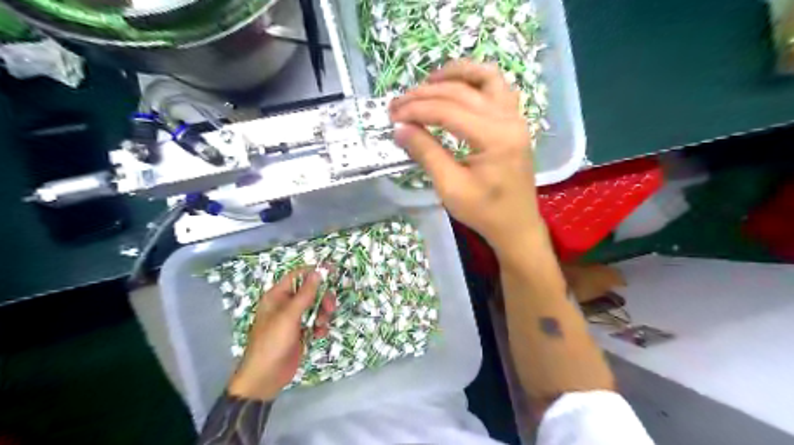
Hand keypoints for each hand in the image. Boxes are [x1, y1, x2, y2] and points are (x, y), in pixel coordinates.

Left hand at [226, 269, 334, 400]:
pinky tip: (318, 335)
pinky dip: (320, 327)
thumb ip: (305, 294)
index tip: (332, 271)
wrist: (266, 377)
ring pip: (316, 307)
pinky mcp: (301, 332)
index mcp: (278, 296)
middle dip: (322, 298)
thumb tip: (318, 272)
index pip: (298, 276)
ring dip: (322, 314)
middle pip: (311, 292)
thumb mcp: (289, 316)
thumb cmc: (273, 342)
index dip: (314, 272)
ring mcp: (294, 319)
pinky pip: (316, 322)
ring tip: (321, 326)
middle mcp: (286, 305)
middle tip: (330, 307)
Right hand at [388, 61, 543, 250]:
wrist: (516, 226)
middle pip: (461, 92)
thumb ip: (426, 153)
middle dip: (425, 94)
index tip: (392, 115)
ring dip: (454, 74)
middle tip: (398, 103)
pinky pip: (497, 88)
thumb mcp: (450, 187)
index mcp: (495, 137)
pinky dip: (475, 81)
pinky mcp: (514, 122)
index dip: (416, 110)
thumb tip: (400, 129)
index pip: (447, 111)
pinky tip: (457, 87)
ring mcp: (515, 117)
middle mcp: (509, 118)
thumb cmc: (484, 212)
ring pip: (485, 78)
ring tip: (427, 82)